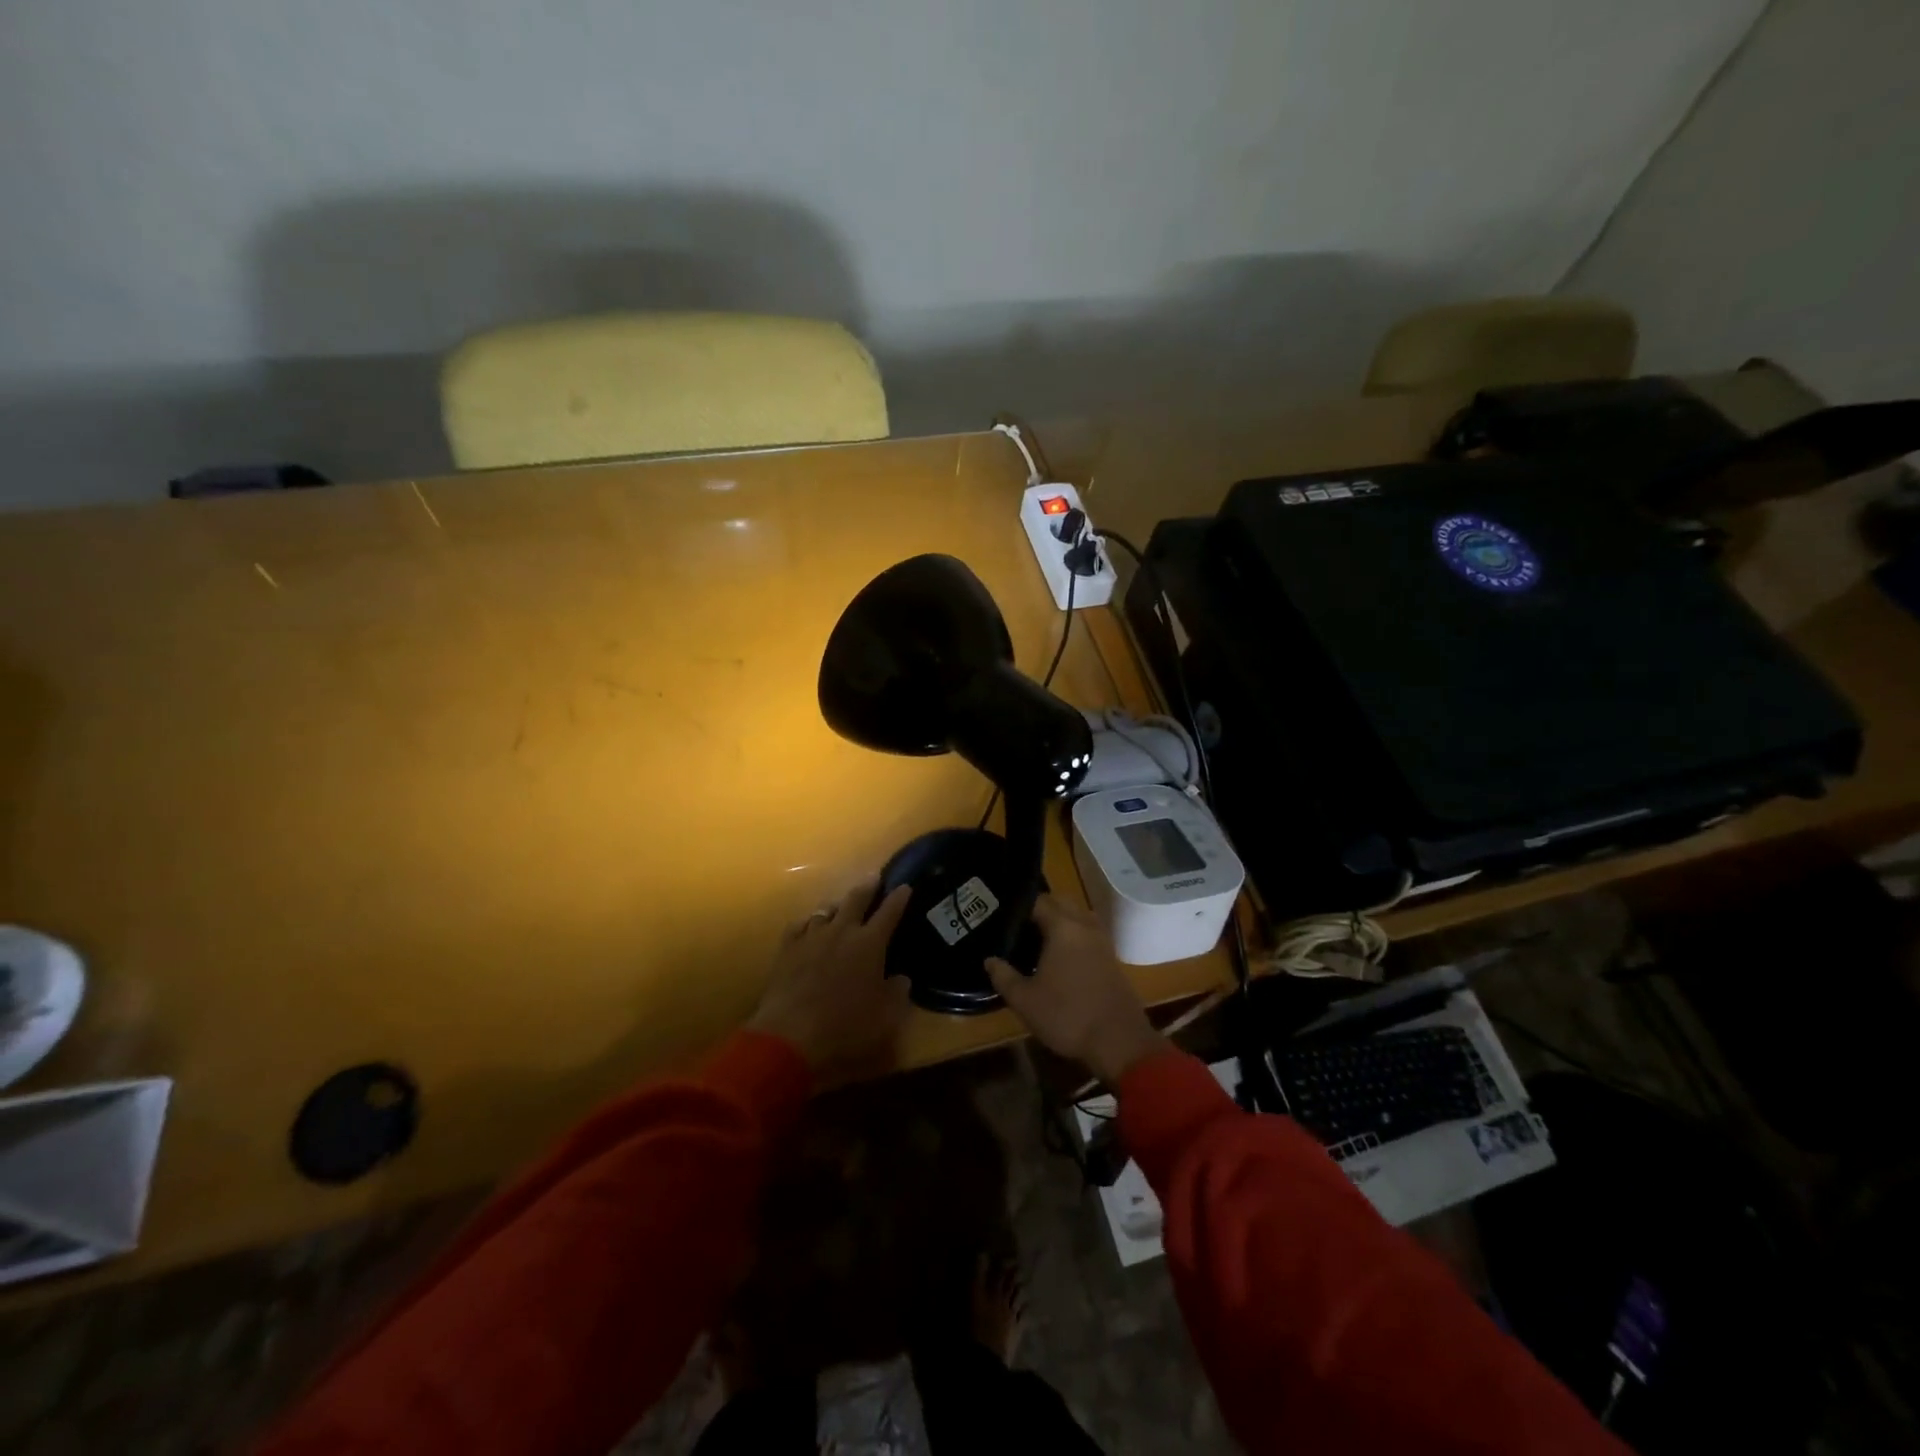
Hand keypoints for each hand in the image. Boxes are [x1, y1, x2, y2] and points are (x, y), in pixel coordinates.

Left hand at [750, 878, 912, 1080]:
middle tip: (874, 877)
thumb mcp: (885, 1016)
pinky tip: (809, 926)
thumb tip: (901, 978)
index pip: (890, 912)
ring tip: (841, 905)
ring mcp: (811, 937)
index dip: (899, 898)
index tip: (905, 886)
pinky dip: (809, 923)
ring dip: (837, 905)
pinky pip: (799, 925)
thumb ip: (897, 993)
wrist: (790, 1034)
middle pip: (856, 899)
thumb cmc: (846, 1025)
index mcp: (870, 943)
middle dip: (868, 887)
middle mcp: (842, 931)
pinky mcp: (787, 949)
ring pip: (826, 910)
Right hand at [985, 895, 1164, 1085]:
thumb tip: (990, 960)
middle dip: (1040, 909)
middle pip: (1061, 903)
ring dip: (1060, 920)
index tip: (1001, 917)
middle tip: (1017, 927)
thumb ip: (1003, 976)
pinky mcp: (1112, 958)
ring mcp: (1102, 941)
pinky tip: (1060, 956)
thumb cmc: (1068, 1016)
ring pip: (1078, 916)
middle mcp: (1085, 926)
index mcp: (1063, 927)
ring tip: (1037, 939)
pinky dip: (1074, 935)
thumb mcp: (1025, 1000)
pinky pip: (1089, 933)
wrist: (1119, 1042)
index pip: (1038, 901)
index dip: (1018, 906)